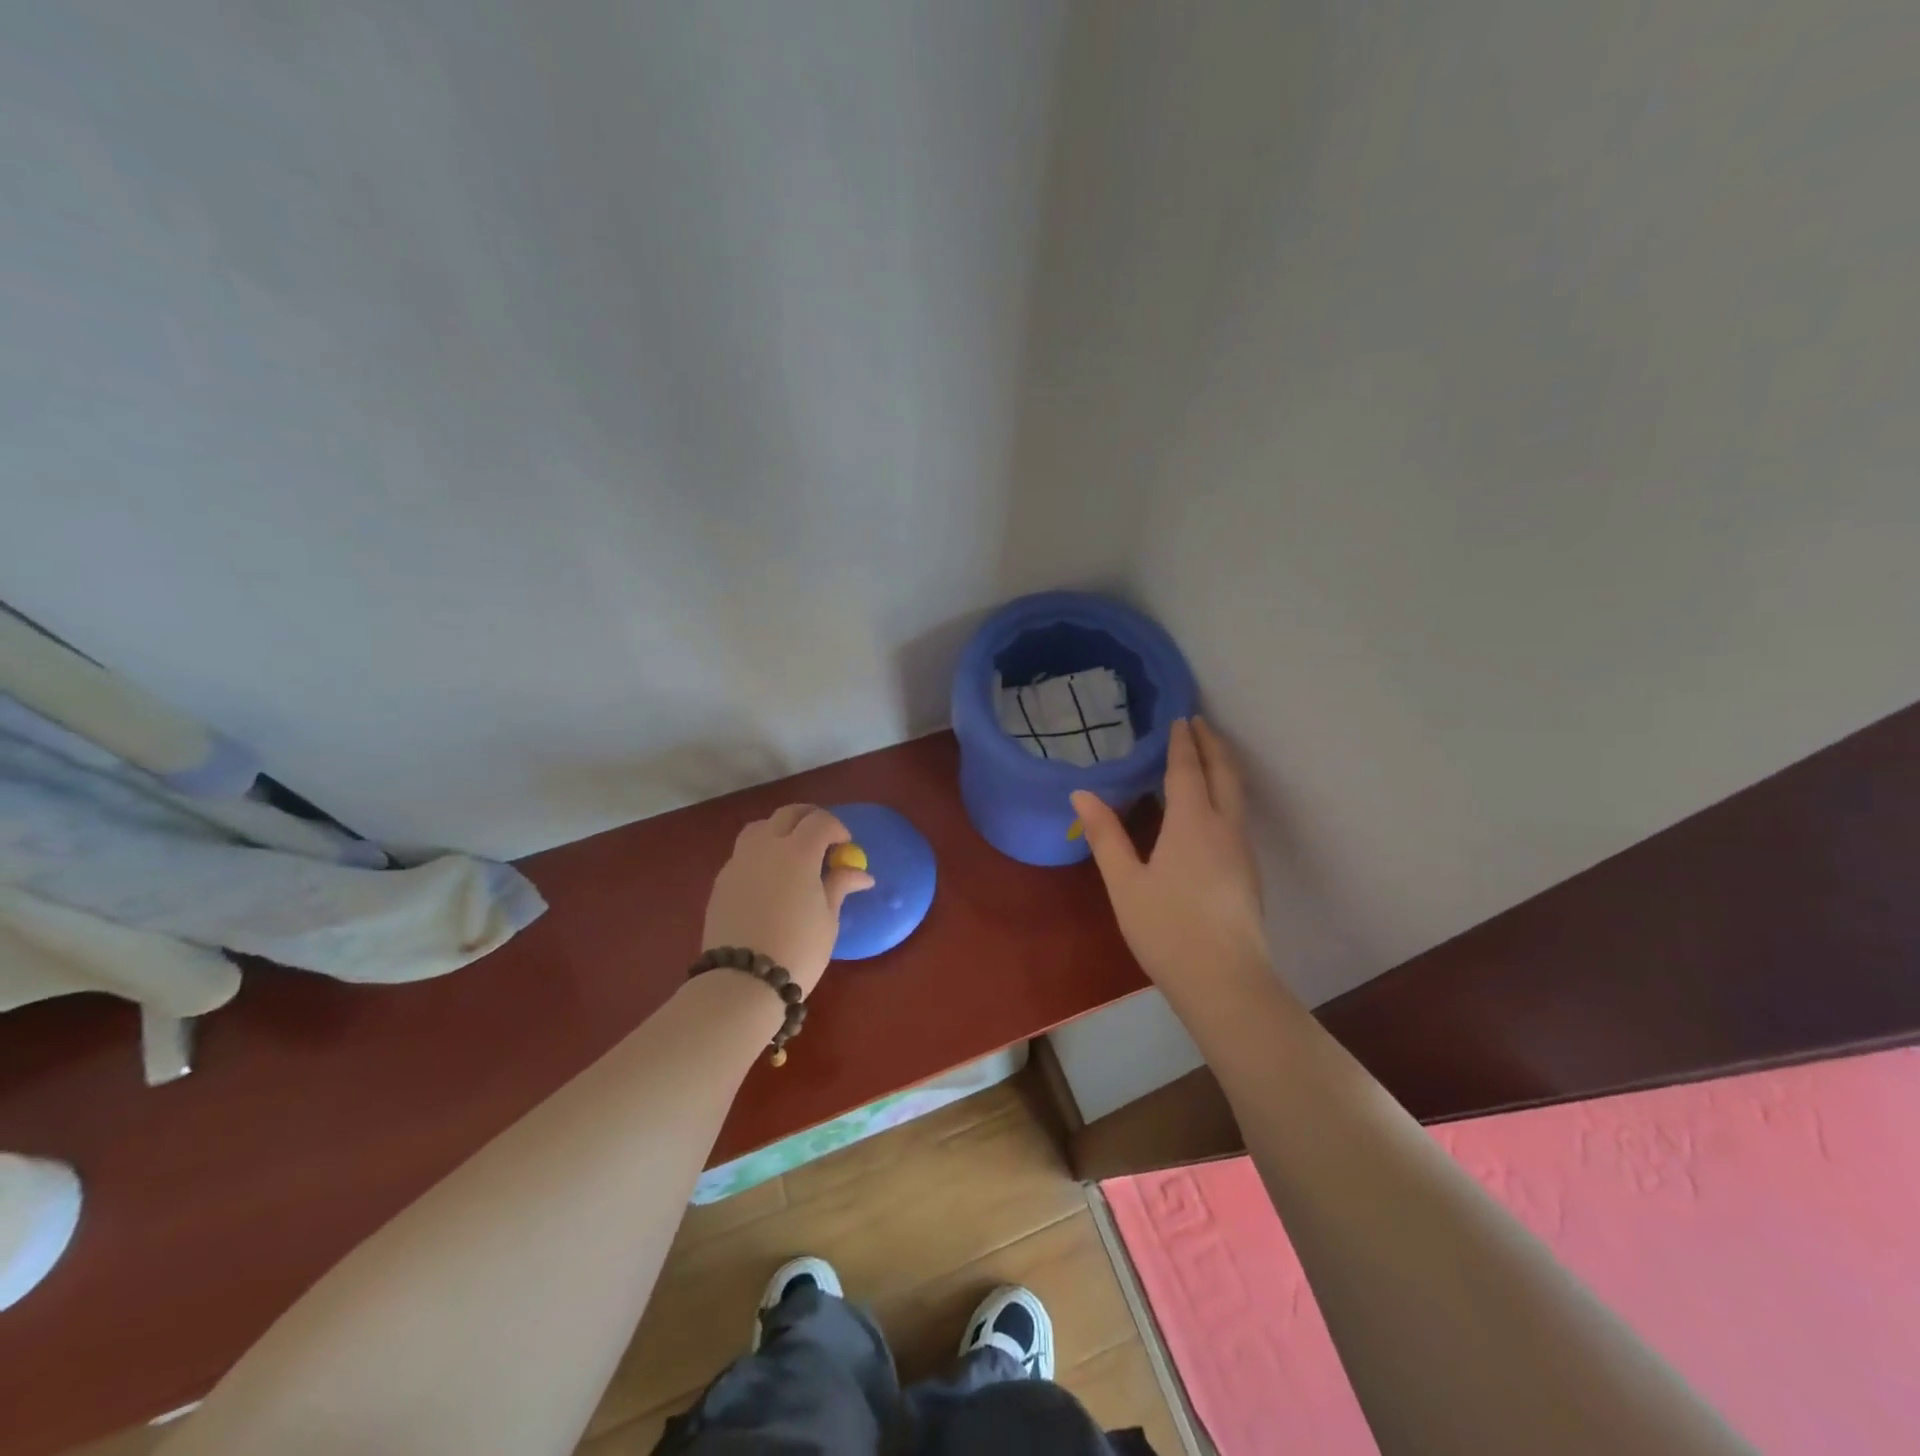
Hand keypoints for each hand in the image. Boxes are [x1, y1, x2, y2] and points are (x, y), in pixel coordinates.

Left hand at [702, 805, 874, 995]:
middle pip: (787, 814)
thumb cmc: (797, 948)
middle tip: (823, 838)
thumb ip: (840, 886)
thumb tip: (861, 874)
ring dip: (780, 830)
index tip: (845, 846)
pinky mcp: (721, 881)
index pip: (819, 821)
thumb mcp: (828, 918)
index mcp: (797, 852)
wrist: (742, 981)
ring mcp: (739, 862)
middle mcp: (766, 847)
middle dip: (809, 819)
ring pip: (760, 827)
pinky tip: (770, 878)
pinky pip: (744, 853)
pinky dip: (761, 852)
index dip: (836, 828)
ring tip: (792, 853)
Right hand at [1072, 718, 1269, 994]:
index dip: (1182, 742)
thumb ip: (1105, 835)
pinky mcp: (1249, 872)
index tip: (1179, 718)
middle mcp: (1224, 827)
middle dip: (1212, 744)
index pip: (1187, 769)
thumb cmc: (1166, 929)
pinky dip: (1225, 793)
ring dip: (1222, 767)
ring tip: (1206, 756)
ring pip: (1236, 794)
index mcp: (1192, 823)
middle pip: (1224, 773)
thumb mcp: (1125, 883)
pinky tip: (1211, 809)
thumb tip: (1081, 793)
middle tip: (1199, 722)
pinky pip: (1237, 815)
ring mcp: (1242, 850)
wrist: (1225, 981)